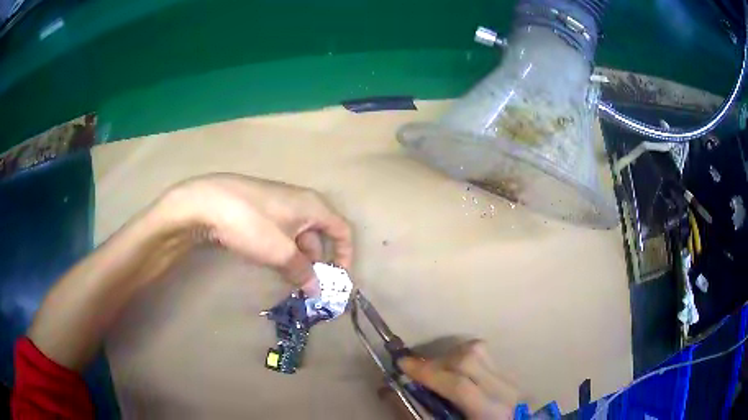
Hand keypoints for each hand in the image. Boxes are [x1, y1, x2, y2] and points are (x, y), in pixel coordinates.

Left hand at [158, 173, 352, 290]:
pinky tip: (270, 262)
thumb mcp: (281, 252)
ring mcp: (279, 204)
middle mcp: (301, 202)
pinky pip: (281, 232)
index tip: (337, 278)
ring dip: (297, 259)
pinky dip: (282, 250)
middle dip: (317, 262)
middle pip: (319, 234)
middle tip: (307, 285)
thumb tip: (316, 289)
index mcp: (313, 206)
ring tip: (287, 279)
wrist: (208, 202)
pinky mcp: (261, 210)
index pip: (342, 230)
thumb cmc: (252, 224)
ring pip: (298, 235)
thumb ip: (302, 271)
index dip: (345, 255)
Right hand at [398, 340, 519, 419]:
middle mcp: (504, 391)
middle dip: (438, 361)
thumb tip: (394, 392)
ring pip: (480, 351)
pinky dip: (464, 359)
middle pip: (471, 359)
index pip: (460, 386)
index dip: (428, 373)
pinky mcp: (510, 375)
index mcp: (489, 412)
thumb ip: (424, 413)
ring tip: (437, 371)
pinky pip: (485, 357)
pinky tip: (455, 373)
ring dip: (451, 356)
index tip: (402, 364)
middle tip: (417, 370)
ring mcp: (511, 380)